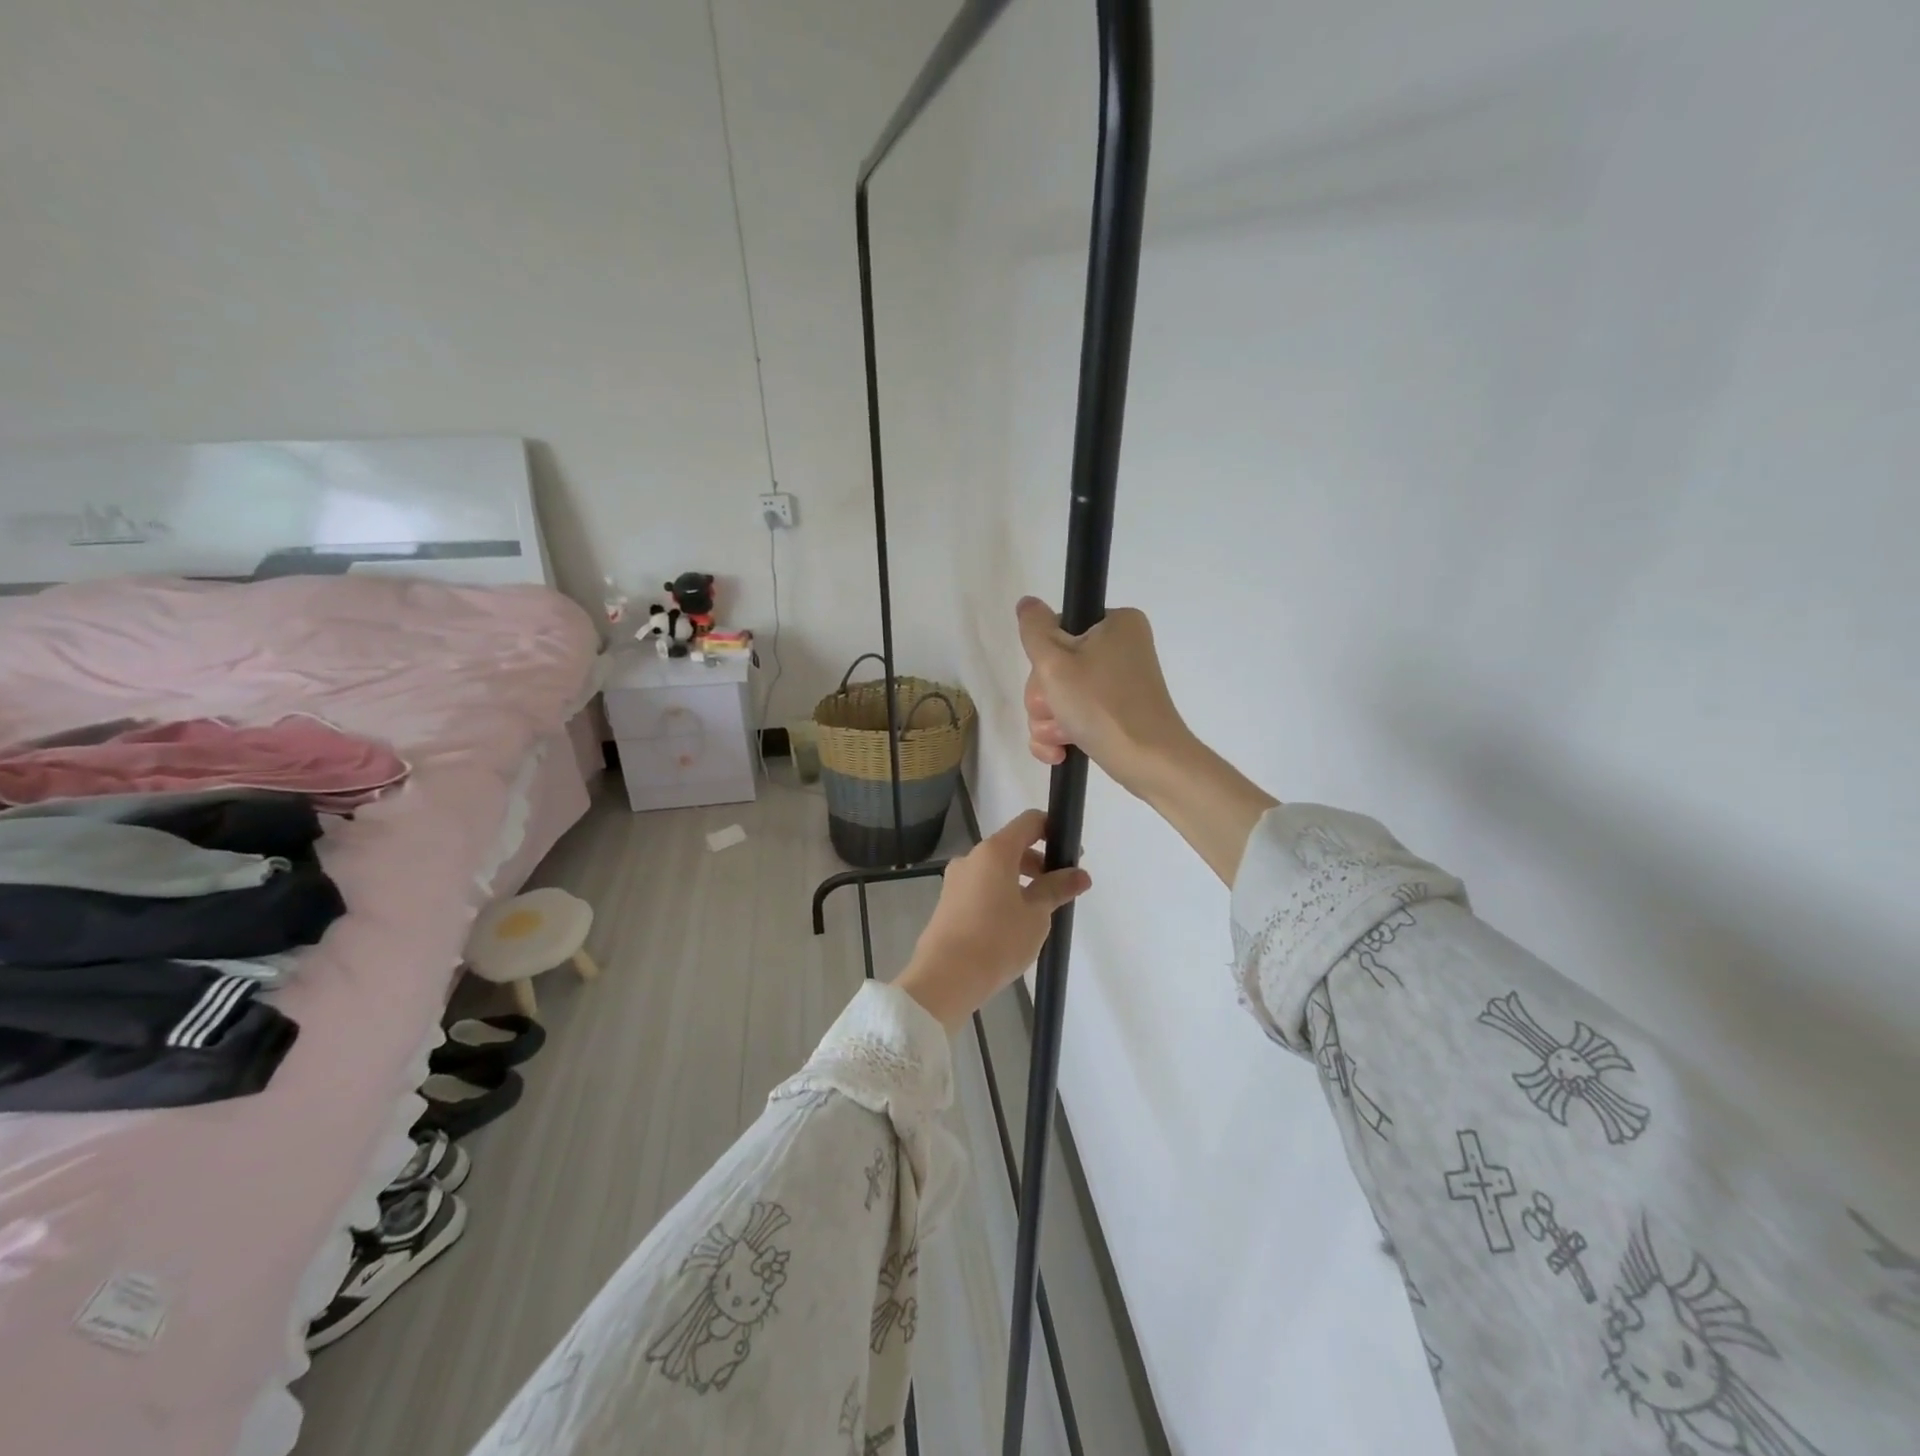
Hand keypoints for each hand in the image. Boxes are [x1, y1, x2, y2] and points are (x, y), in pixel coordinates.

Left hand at [894, 810, 1091, 1033]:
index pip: (1028, 822)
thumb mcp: (1036, 915)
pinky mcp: (948, 902)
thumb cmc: (997, 940)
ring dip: (1021, 881)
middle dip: (1040, 862)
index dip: (1053, 830)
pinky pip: (982, 887)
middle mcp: (972, 858)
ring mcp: (956, 880)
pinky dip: (1002, 894)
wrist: (944, 978)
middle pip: (1012, 846)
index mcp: (994, 852)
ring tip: (1041, 913)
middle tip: (1062, 890)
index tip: (1071, 854)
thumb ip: (1057, 889)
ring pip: (996, 869)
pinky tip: (1014, 925)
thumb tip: (1080, 874)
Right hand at [1017, 597, 1277, 885]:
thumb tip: (1027, 603)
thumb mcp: (1056, 662)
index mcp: (1116, 624)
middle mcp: (1121, 648)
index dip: (1043, 659)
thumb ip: (1034, 629)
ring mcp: (1119, 683)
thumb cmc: (1102, 707)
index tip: (1051, 680)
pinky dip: (1062, 734)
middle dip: (1046, 698)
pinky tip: (1060, 752)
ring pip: (1060, 695)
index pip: (1057, 629)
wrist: (1149, 762)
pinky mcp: (1116, 713)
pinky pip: (1074, 716)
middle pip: (1056, 666)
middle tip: (1056, 712)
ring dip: (1050, 720)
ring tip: (1062, 738)